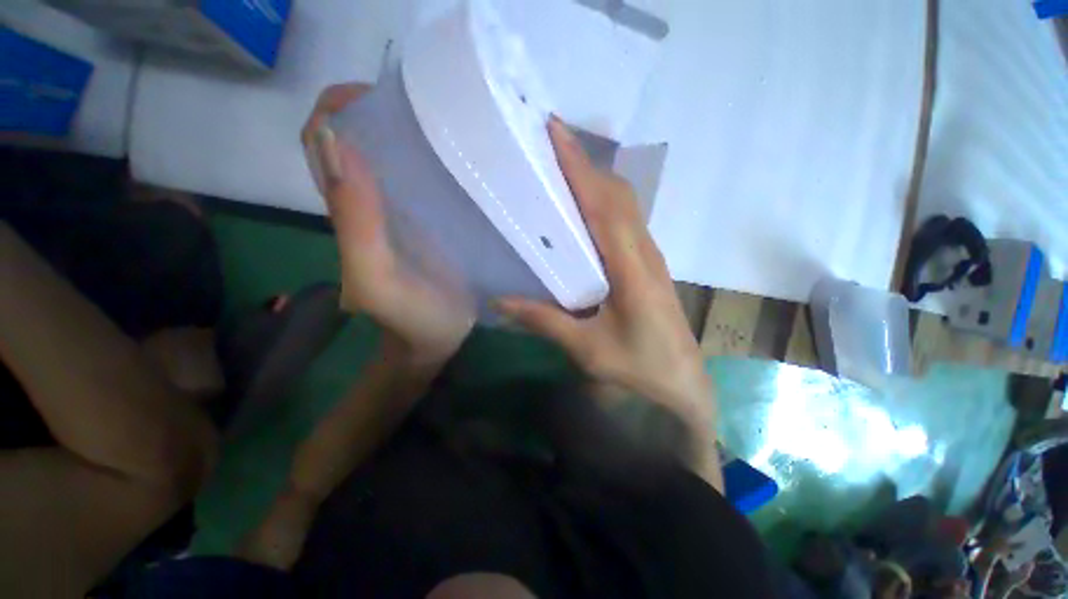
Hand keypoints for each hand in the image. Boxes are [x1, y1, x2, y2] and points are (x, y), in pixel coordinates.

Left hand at [302, 84, 474, 365]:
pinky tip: (456, 162)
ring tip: (444, 127)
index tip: (374, 97)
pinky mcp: (428, 223)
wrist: (435, 339)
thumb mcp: (376, 279)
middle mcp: (368, 202)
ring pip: (390, 157)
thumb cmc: (408, 318)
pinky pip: (421, 182)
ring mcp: (400, 212)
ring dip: (406, 134)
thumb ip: (355, 224)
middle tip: (422, 107)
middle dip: (377, 112)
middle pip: (356, 141)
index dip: (335, 111)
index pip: (321, 143)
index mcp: (347, 211)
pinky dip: (430, 163)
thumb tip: (339, 144)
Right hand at [494, 117, 712, 426]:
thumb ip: (544, 321)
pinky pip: (626, 222)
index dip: (578, 168)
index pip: (602, 206)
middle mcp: (644, 253)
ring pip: (625, 205)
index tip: (555, 134)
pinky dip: (604, 203)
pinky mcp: (649, 265)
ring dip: (595, 180)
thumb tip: (500, 301)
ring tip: (562, 169)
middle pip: (617, 195)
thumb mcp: (588, 349)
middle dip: (584, 164)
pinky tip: (583, 210)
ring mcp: (650, 257)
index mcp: (631, 269)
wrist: (683, 383)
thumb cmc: (639, 368)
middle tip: (549, 146)